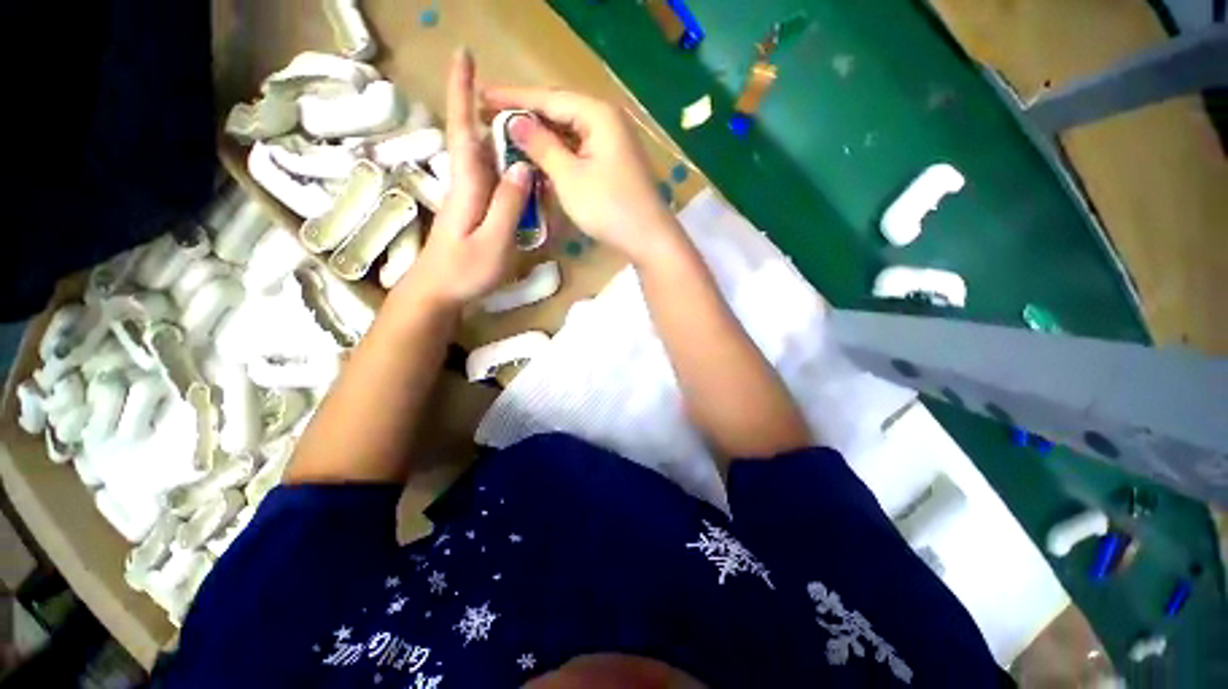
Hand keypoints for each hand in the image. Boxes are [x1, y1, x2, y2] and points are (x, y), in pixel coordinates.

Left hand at [398, 49, 532, 310]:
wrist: (436, 292)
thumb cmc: (464, 271)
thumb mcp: (493, 242)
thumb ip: (508, 205)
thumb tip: (522, 167)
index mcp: (467, 186)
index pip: (463, 129)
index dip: (462, 92)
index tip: (464, 55)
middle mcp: (465, 183)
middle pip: (474, 137)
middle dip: (486, 107)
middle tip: (513, 93)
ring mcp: (468, 197)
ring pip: (484, 157)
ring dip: (499, 136)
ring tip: (523, 127)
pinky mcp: (473, 210)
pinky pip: (490, 178)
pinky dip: (504, 165)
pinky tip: (519, 170)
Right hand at [482, 87, 682, 264]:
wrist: (649, 238)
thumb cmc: (609, 207)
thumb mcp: (569, 176)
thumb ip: (541, 146)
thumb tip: (515, 122)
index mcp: (598, 114)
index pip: (548, 98)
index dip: (512, 97)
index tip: (481, 96)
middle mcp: (608, 120)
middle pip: (560, 111)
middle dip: (526, 115)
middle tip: (491, 118)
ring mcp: (613, 143)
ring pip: (570, 132)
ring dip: (542, 136)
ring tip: (510, 137)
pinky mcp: (614, 163)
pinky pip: (580, 150)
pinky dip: (560, 154)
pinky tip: (541, 158)